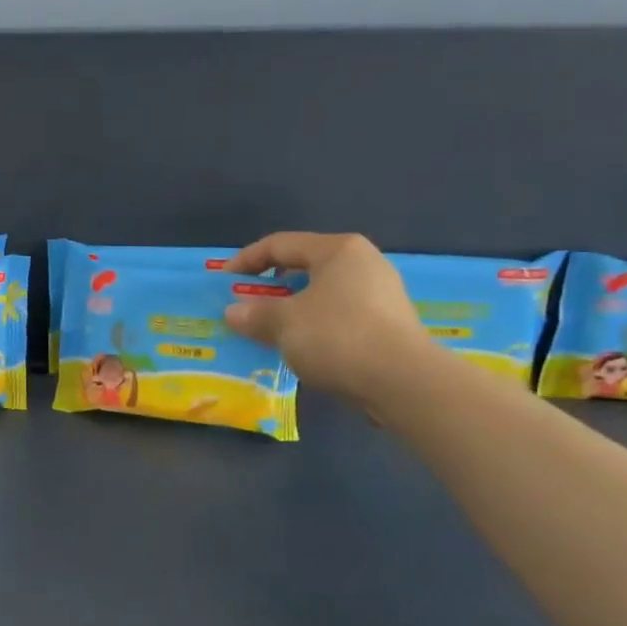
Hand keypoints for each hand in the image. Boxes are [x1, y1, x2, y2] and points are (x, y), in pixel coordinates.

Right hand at [223, 232, 434, 404]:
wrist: (403, 381)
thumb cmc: (337, 337)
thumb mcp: (284, 324)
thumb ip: (255, 314)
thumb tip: (233, 312)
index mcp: (338, 250)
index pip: (280, 244)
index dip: (246, 260)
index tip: (223, 281)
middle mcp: (363, 263)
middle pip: (304, 267)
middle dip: (270, 286)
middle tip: (246, 305)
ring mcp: (381, 293)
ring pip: (322, 294)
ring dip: (292, 309)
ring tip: (270, 330)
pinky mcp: (389, 324)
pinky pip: (339, 316)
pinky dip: (315, 326)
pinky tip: (301, 347)